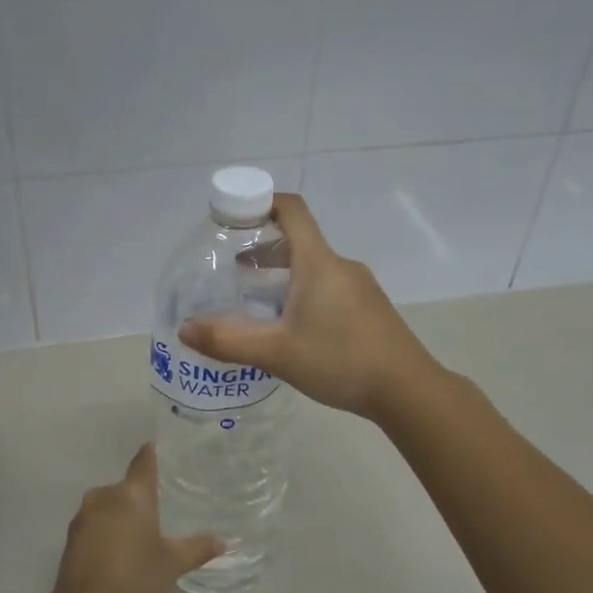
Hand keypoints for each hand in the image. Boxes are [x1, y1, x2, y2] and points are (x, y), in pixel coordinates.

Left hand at [52, 443, 220, 592]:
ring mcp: (83, 516)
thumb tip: (223, 541)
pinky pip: (96, 524)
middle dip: (142, 496)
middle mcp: (104, 496)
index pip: (144, 461)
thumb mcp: (173, 564)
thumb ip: (198, 548)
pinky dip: (108, 531)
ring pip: (109, 506)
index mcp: (131, 494)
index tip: (164, 451)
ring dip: (123, 515)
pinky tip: (120, 552)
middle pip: (127, 487)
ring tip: (143, 535)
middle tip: (163, 509)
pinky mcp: (71, 538)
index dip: (154, 454)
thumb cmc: (136, 578)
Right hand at [180, 193, 437, 422]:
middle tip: (233, 269)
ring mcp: (360, 287)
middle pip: (299, 240)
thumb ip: (228, 340)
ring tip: (256, 301)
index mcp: (318, 263)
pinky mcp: (369, 308)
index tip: (233, 216)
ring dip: (283, 274)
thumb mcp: (277, 353)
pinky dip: (303, 292)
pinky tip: (292, 326)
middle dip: (263, 248)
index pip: (291, 210)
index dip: (261, 202)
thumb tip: (185, 329)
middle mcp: (341, 266)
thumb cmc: (340, 361)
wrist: (407, 390)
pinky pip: (329, 287)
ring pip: (314, 267)